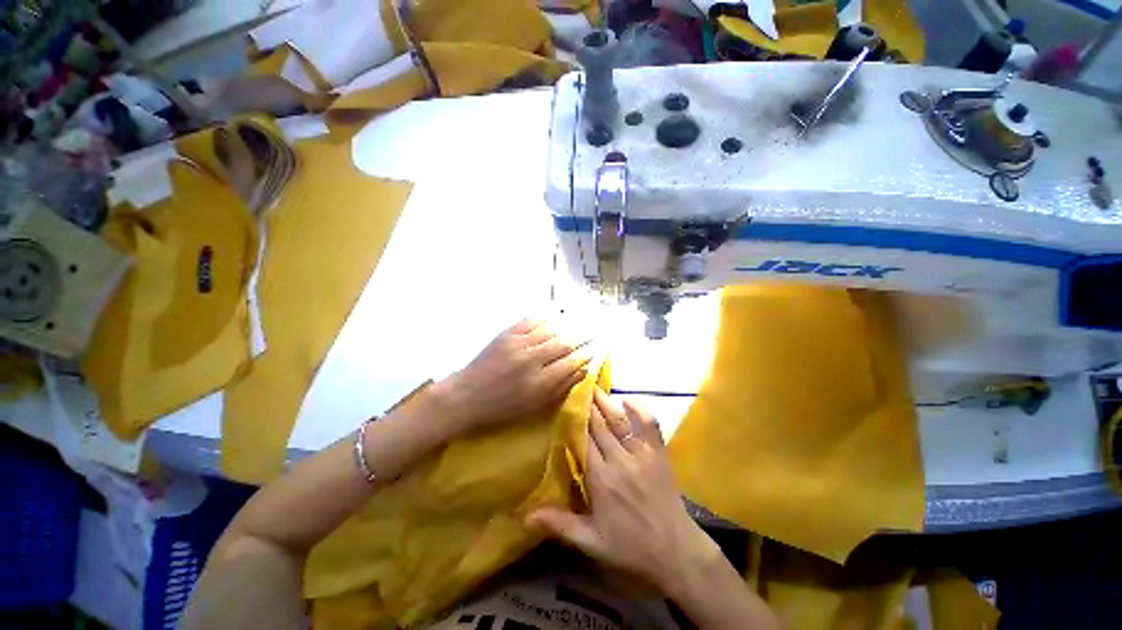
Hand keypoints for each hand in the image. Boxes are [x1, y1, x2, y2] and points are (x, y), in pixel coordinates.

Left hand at [433, 318, 591, 436]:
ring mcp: (518, 343)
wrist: (466, 396)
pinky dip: (544, 320)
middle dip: (579, 339)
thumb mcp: (534, 405)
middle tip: (588, 336)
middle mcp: (531, 360)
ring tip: (570, 329)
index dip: (585, 355)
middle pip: (564, 343)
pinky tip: (550, 322)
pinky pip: (531, 320)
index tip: (593, 351)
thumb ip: (560, 388)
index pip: (571, 362)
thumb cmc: (502, 407)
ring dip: (564, 329)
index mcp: (539, 382)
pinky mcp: (506, 334)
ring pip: (550, 329)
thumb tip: (582, 371)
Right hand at [526, 390, 718, 591]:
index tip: (563, 404)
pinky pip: (650, 425)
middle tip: (576, 386)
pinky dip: (640, 409)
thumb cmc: (631, 547)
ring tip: (594, 387)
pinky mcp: (659, 454)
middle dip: (587, 404)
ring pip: (620, 421)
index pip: (583, 440)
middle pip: (599, 425)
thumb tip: (524, 515)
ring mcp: (642, 454)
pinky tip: (628, 399)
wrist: (676, 552)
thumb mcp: (592, 543)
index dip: (573, 420)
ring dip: (606, 402)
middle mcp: (620, 460)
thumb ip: (560, 525)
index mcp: (601, 479)